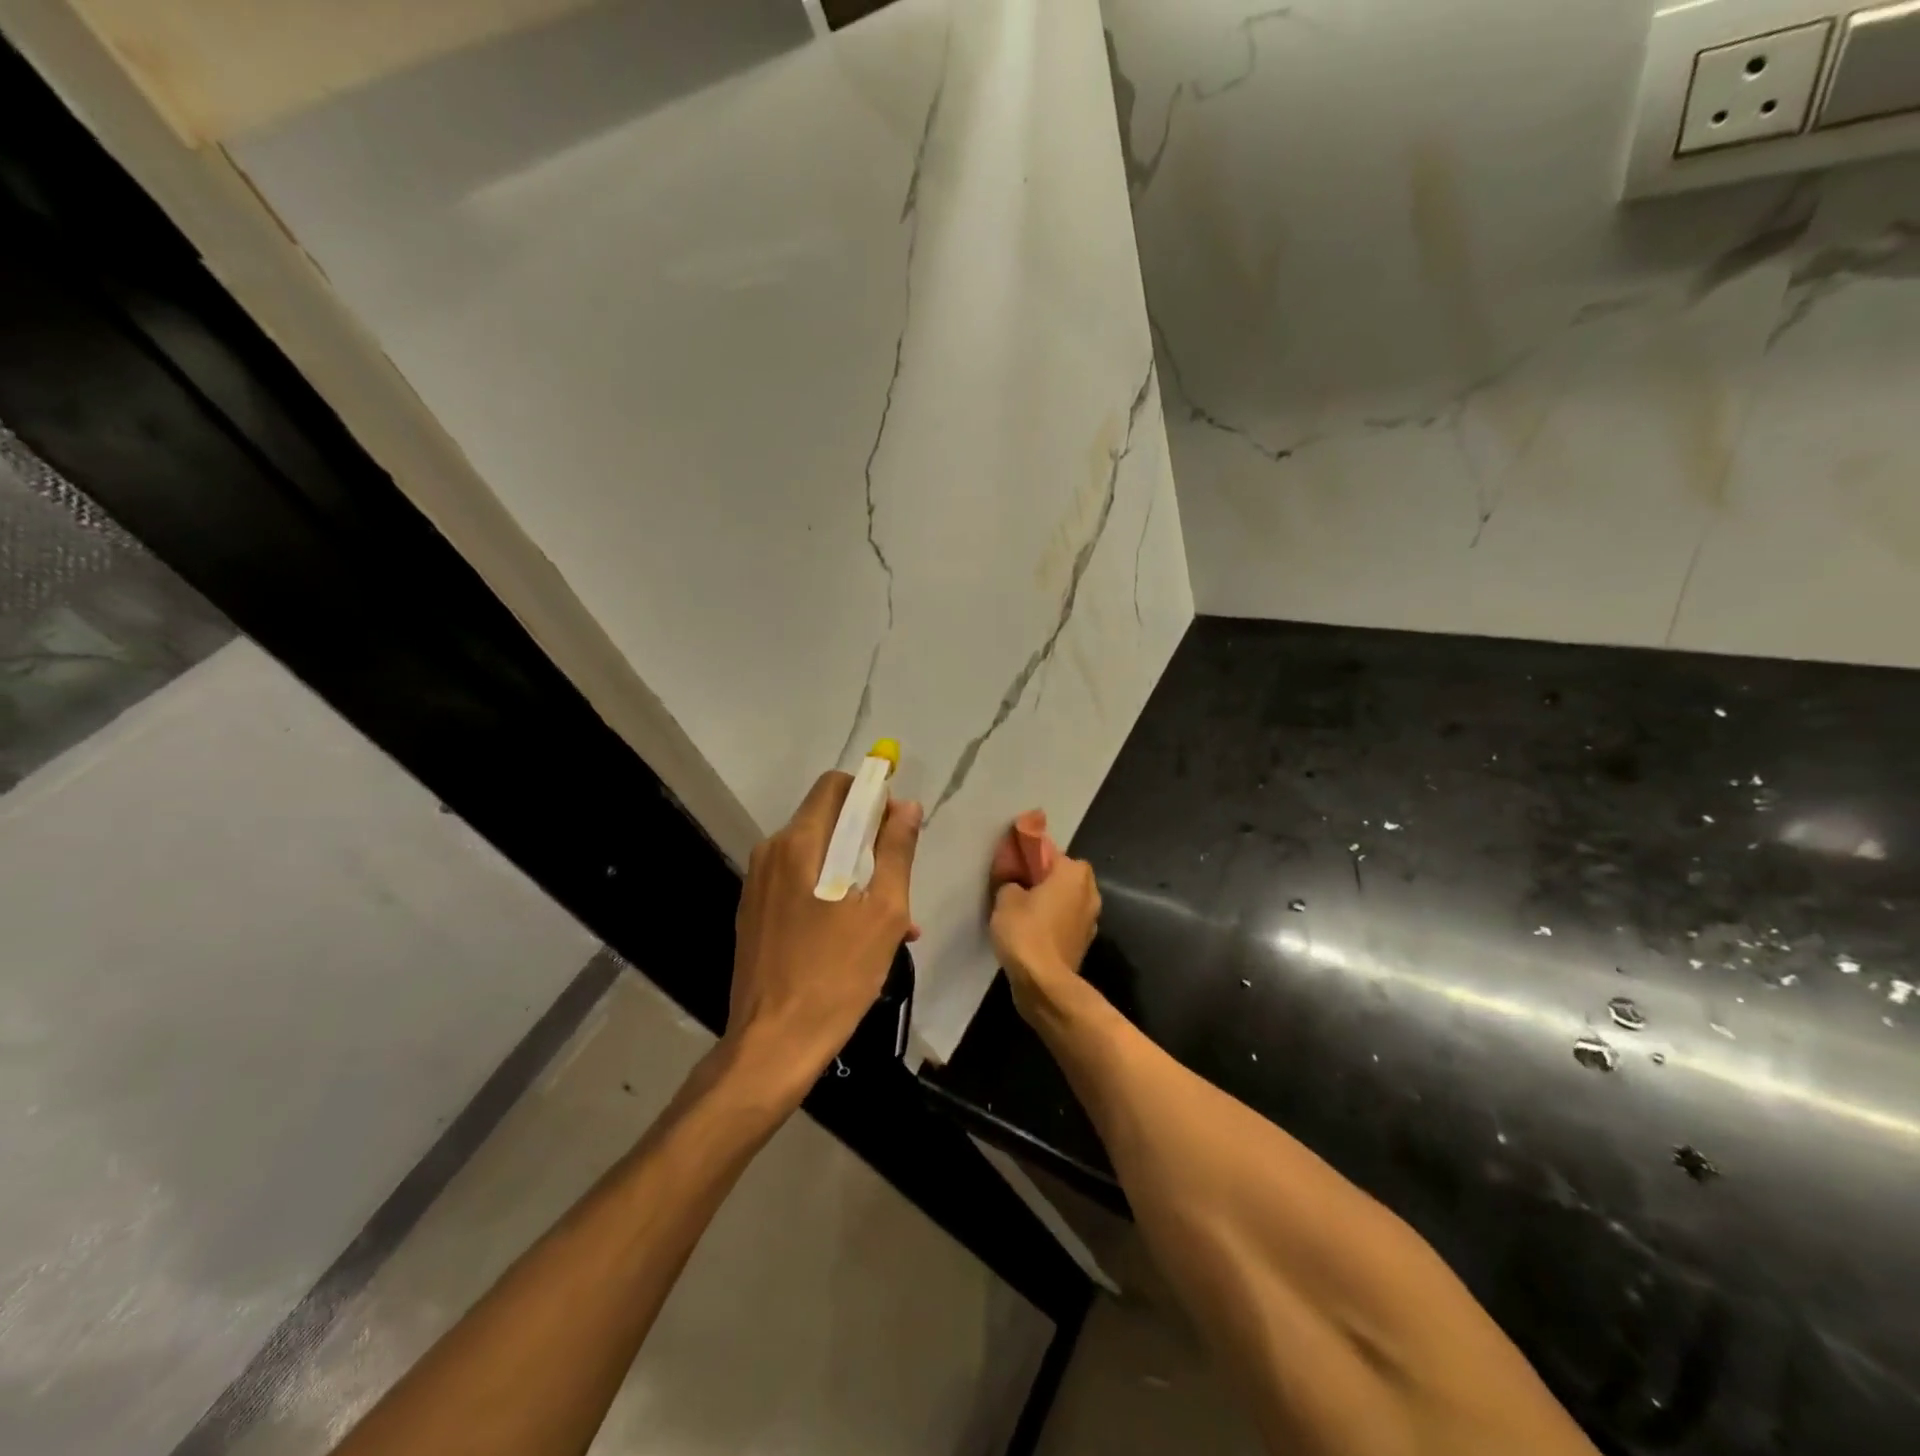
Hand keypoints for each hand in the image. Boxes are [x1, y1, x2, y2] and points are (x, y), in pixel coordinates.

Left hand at [727, 771, 921, 1088]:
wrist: (773, 1043)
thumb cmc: (837, 975)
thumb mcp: (884, 912)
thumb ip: (896, 851)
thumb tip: (906, 806)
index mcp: (801, 843)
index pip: (835, 786)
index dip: (870, 794)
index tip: (895, 826)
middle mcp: (772, 851)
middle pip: (825, 820)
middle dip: (864, 838)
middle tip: (894, 880)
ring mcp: (757, 883)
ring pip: (815, 854)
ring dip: (851, 870)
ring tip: (885, 917)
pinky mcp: (753, 911)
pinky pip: (798, 883)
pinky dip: (828, 892)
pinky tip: (854, 933)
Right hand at [990, 833, 1100, 1022]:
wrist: (1044, 983)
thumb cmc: (1026, 931)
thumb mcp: (1005, 898)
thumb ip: (1011, 882)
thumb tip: (1017, 885)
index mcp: (1074, 872)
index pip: (1050, 852)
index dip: (1030, 858)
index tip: (1013, 867)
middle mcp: (1089, 891)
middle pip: (1063, 876)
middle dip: (1044, 880)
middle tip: (1019, 888)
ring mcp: (1091, 919)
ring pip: (1067, 900)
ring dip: (1051, 902)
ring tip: (1024, 912)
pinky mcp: (1085, 942)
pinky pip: (1066, 921)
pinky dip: (1053, 923)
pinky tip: (1033, 932)